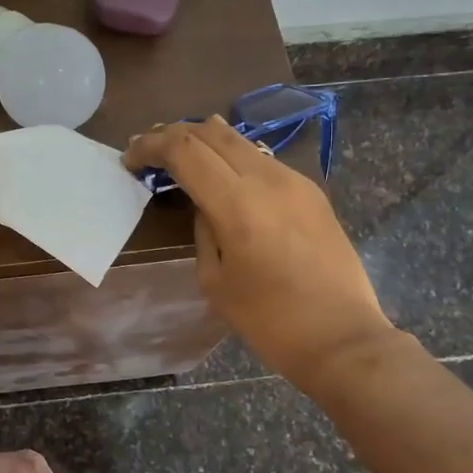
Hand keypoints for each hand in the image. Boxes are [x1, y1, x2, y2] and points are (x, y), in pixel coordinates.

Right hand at [124, 116, 398, 388]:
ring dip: (204, 141)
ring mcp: (295, 181)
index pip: (184, 149)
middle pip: (211, 133)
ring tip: (180, 155)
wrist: (343, 339)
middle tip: (148, 149)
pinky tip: (222, 175)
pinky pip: (262, 160)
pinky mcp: (312, 192)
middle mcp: (267, 179)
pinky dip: (232, 158)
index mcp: (237, 203)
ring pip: (240, 141)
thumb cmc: (269, 321)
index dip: (150, 146)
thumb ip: (203, 231)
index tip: (129, 158)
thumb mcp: (215, 280)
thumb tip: (205, 206)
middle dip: (173, 134)